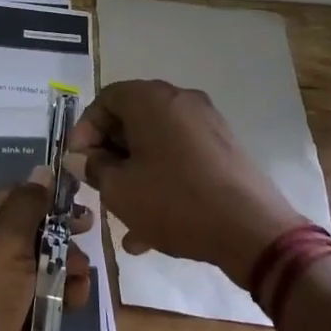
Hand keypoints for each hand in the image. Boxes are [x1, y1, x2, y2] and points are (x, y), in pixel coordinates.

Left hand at [0, 174, 92, 330]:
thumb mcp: (6, 242)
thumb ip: (29, 204)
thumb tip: (42, 171)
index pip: (11, 196)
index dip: (44, 197)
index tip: (79, 199)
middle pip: (29, 228)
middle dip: (59, 233)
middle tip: (88, 232)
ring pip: (42, 260)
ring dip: (67, 265)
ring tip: (81, 275)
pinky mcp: (13, 315)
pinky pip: (44, 292)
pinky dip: (63, 292)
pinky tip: (77, 298)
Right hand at [67, 79, 303, 289]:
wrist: (252, 230)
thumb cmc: (175, 201)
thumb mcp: (120, 189)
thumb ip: (93, 168)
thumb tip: (81, 158)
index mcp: (150, 99)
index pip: (105, 99)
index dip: (84, 130)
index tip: (77, 162)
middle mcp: (180, 101)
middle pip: (131, 119)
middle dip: (109, 153)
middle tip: (97, 183)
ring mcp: (206, 124)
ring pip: (156, 143)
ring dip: (134, 172)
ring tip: (121, 214)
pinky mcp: (224, 150)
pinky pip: (180, 157)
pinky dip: (161, 180)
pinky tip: (149, 229)